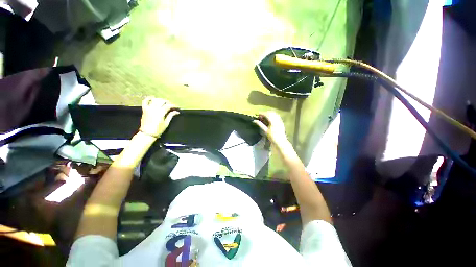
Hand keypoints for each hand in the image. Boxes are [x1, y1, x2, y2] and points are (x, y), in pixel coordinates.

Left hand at [139, 97, 179, 137]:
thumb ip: (171, 116)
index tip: (177, 107)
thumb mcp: (166, 123)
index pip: (168, 106)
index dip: (174, 105)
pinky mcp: (144, 109)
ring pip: (155, 100)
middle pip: (162, 101)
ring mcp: (149, 108)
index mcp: (161, 113)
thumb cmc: (158, 129)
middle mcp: (154, 109)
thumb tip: (176, 112)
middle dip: (168, 102)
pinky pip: (145, 101)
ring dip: (160, 99)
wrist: (147, 133)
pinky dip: (148, 98)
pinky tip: (152, 97)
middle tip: (171, 105)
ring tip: (164, 102)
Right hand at [253, 111, 288, 145]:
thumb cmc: (272, 137)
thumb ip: (260, 124)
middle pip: (270, 113)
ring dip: (269, 113)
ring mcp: (280, 120)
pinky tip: (270, 118)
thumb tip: (254, 120)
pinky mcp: (281, 122)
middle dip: (265, 113)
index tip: (257, 114)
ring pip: (274, 114)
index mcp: (273, 121)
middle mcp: (277, 119)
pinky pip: (277, 116)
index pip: (266, 114)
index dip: (261, 113)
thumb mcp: (265, 131)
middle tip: (260, 116)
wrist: (280, 141)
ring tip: (265, 116)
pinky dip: (273, 115)